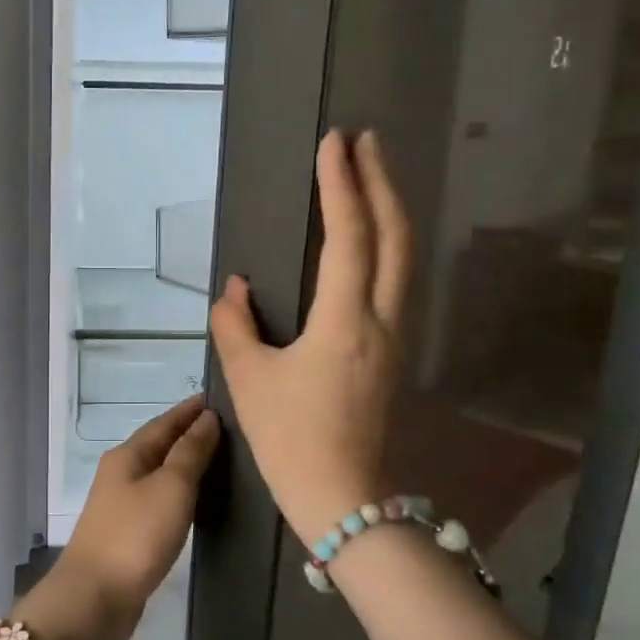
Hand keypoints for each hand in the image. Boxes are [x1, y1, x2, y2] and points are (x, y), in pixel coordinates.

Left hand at [24, 397, 219, 639]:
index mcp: (127, 455)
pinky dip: (179, 492)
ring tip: (219, 459)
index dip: (190, 411)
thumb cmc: (135, 536)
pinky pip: (158, 500)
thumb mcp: (170, 487)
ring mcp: (121, 505)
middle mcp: (121, 474)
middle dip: (188, 434)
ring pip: (158, 473)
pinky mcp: (128, 533)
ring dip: (184, 463)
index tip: (218, 400)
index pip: (164, 422)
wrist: (95, 597)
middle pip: (158, 445)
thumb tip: (207, 418)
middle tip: (228, 428)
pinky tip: (196, 500)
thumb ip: (190, 452)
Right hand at [209, 129, 409, 544]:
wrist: (343, 499)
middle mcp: (381, 320)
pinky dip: (387, 245)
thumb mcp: (249, 380)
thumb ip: (235, 326)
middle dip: (381, 182)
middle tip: (365, 140)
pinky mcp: (393, 354)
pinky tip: (371, 241)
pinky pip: (397, 283)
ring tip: (371, 176)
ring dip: (390, 210)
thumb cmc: (290, 439)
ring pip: (404, 259)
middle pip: (395, 236)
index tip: (334, 142)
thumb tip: (236, 289)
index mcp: (345, 322)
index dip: (341, 185)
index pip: (349, 236)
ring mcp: (395, 338)